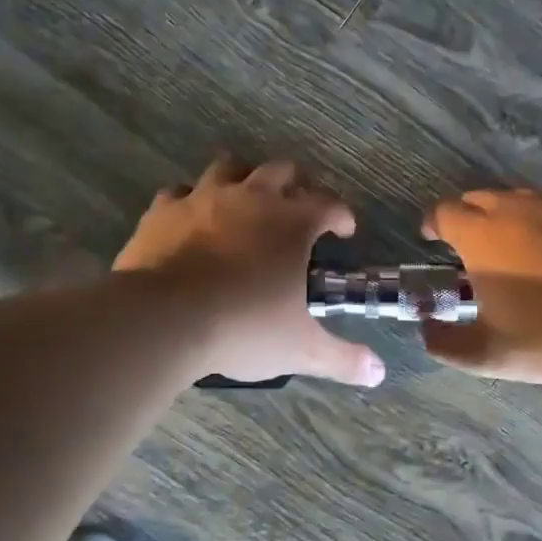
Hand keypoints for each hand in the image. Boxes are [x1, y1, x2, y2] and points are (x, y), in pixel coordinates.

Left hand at [114, 157, 384, 387]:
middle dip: (296, 184)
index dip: (342, 215)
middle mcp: (251, 198)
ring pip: (229, 168)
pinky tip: (192, 220)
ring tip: (245, 202)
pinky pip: (180, 193)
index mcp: (292, 222)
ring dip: (243, 179)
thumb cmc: (244, 327)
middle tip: (298, 209)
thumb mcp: (301, 348)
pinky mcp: (163, 211)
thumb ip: (343, 358)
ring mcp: (203, 199)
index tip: (345, 230)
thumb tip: (378, 373)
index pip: (329, 204)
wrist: (164, 319)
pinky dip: (191, 202)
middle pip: (281, 170)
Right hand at [419, 189, 541, 383]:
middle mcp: (516, 209)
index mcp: (481, 236)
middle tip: (474, 242)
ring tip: (518, 240)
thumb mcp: (486, 354)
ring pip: (523, 196)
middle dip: (470, 215)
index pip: (444, 213)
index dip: (434, 222)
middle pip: (481, 197)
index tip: (433, 236)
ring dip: (511, 213)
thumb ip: (446, 343)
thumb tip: (426, 332)